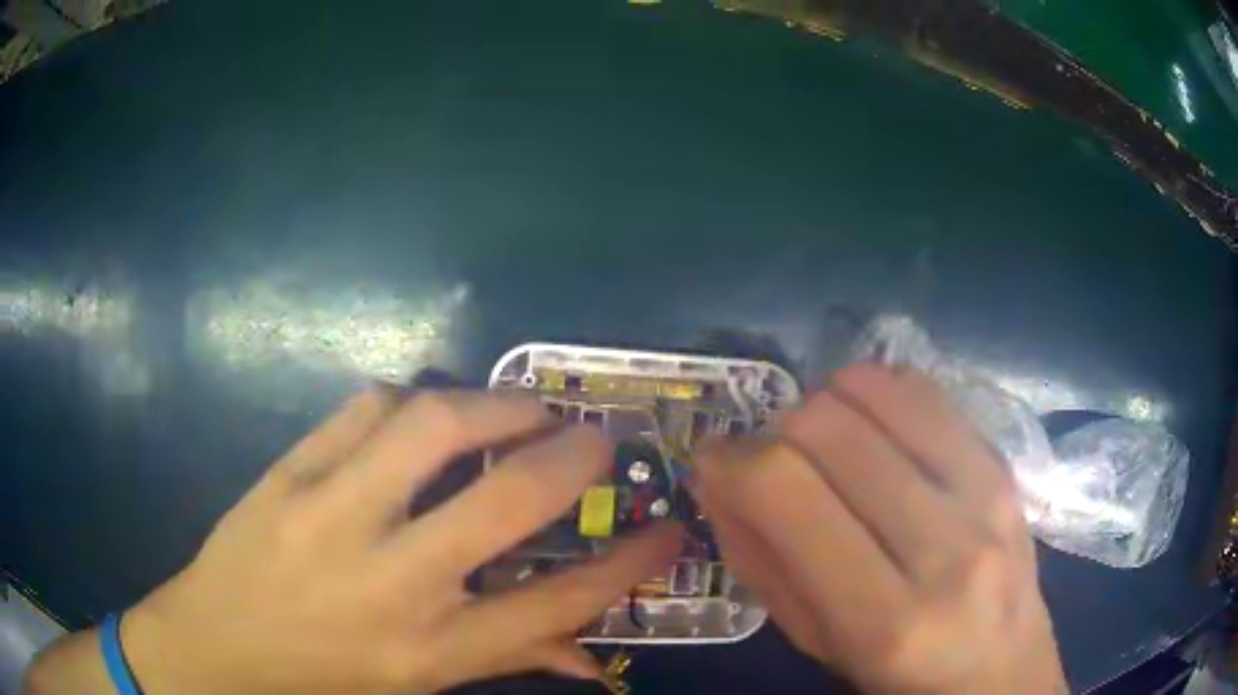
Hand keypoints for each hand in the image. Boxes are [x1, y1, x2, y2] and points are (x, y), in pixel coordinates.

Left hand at [29, 387, 678, 693]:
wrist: (217, 645)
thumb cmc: (325, 677)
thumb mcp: (420, 686)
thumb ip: (509, 660)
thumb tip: (592, 657)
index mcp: (429, 648)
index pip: (555, 604)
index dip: (626, 564)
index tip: (666, 528)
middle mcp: (389, 581)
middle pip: (503, 504)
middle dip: (570, 459)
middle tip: (598, 438)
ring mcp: (330, 514)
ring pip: (428, 427)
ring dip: (492, 405)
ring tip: (521, 407)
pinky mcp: (288, 472)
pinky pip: (363, 409)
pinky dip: (411, 401)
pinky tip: (425, 415)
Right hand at [690, 365, 1065, 693]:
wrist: (1002, 671)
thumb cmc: (901, 679)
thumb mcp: (819, 647)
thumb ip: (762, 563)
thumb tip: (718, 478)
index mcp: (886, 620)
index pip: (788, 492)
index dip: (731, 460)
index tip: (714, 461)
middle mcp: (945, 547)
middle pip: (829, 428)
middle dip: (776, 433)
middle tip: (771, 463)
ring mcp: (985, 494)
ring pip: (875, 395)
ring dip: (824, 405)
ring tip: (821, 444)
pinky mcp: (1004, 464)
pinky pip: (925, 391)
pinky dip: (876, 392)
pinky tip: (868, 425)